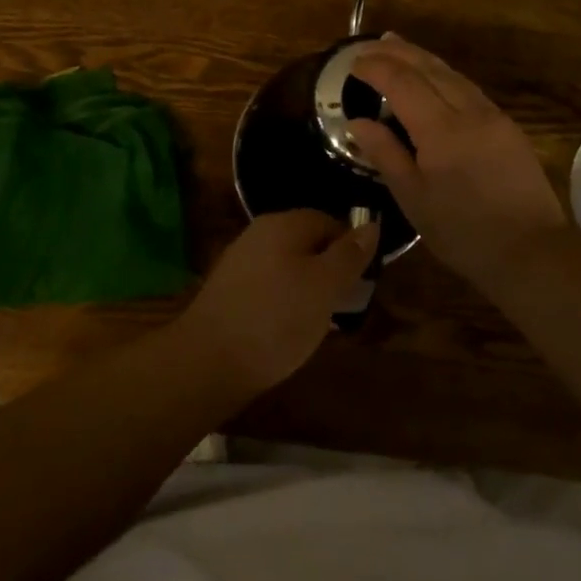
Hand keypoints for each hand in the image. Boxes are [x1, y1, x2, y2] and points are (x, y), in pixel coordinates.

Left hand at [175, 210, 378, 399]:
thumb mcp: (324, 286)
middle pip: (308, 241)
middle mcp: (260, 231)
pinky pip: (269, 283)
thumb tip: (371, 225)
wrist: (208, 360)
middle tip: (344, 304)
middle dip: (329, 269)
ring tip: (320, 321)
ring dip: (308, 286)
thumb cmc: (276, 319)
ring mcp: (241, 259)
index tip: (362, 282)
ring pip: (288, 263)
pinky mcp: (230, 288)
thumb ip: (349, 255)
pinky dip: (285, 300)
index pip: (329, 221)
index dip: (351, 248)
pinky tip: (288, 328)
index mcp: (284, 223)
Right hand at [347, 34, 565, 295]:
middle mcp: (468, 111)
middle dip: (397, 52)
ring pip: (451, 73)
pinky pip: (467, 87)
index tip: (353, 64)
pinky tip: (433, 76)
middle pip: (428, 68)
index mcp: (440, 130)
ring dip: (421, 56)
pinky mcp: (506, 125)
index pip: (402, 83)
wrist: (532, 251)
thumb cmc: (464, 232)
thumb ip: (385, 154)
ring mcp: (491, 115)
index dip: (376, 68)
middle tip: (371, 45)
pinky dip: (443, 73)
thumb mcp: (414, 199)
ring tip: (397, 46)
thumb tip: (357, 122)